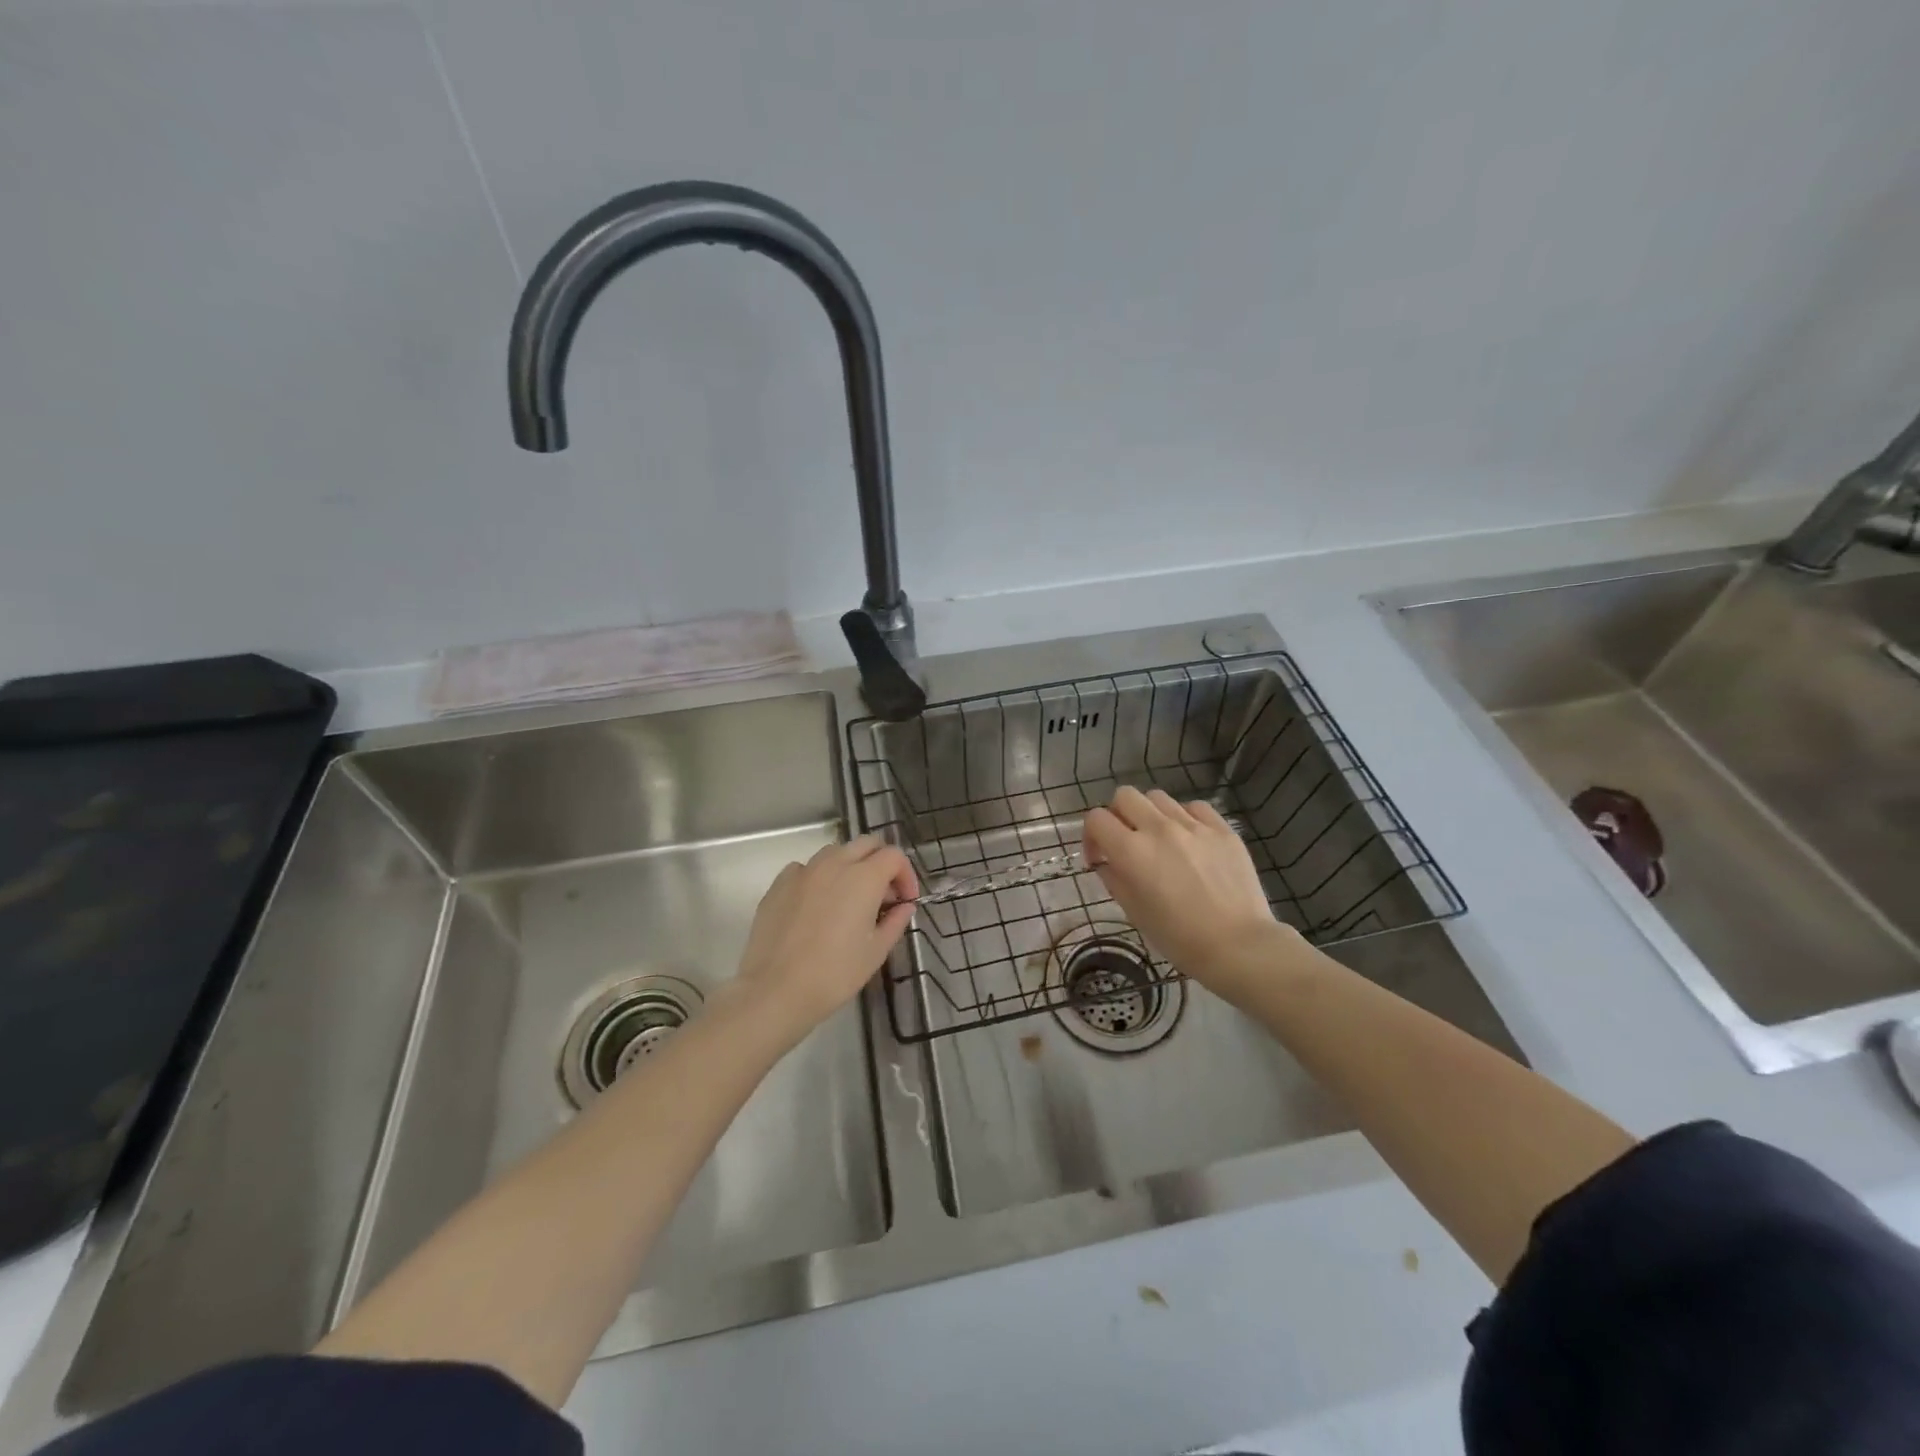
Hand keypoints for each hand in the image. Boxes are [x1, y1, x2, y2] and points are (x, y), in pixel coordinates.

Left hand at [733, 834, 918, 1037]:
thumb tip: (904, 906)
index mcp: (864, 878)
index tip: (904, 901)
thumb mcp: (876, 952)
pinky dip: (819, 878)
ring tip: (849, 899)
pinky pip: (806, 868)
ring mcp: (803, 871)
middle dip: (880, 863)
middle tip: (882, 896)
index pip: (894, 856)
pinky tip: (817, 906)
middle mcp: (834, 864)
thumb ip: (895, 922)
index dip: (906, 875)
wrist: (775, 990)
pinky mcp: (779, 884)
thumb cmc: (834, 974)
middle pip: (866, 844)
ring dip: (850, 866)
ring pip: (835, 852)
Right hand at [1084, 787, 1294, 997]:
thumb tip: (1106, 862)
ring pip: (1159, 797)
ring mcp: (1193, 825)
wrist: (1239, 945)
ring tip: (1161, 840)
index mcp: (1132, 852)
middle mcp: (1159, 829)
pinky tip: (1190, 840)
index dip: (1091, 836)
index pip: (1096, 819)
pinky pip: (1194, 807)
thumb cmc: (1180, 938)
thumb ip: (1114, 879)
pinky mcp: (1222, 828)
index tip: (1100, 857)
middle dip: (1118, 815)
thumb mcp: (1134, 912)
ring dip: (1151, 814)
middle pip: (1125, 796)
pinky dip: (1184, 817)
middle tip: (1127, 841)